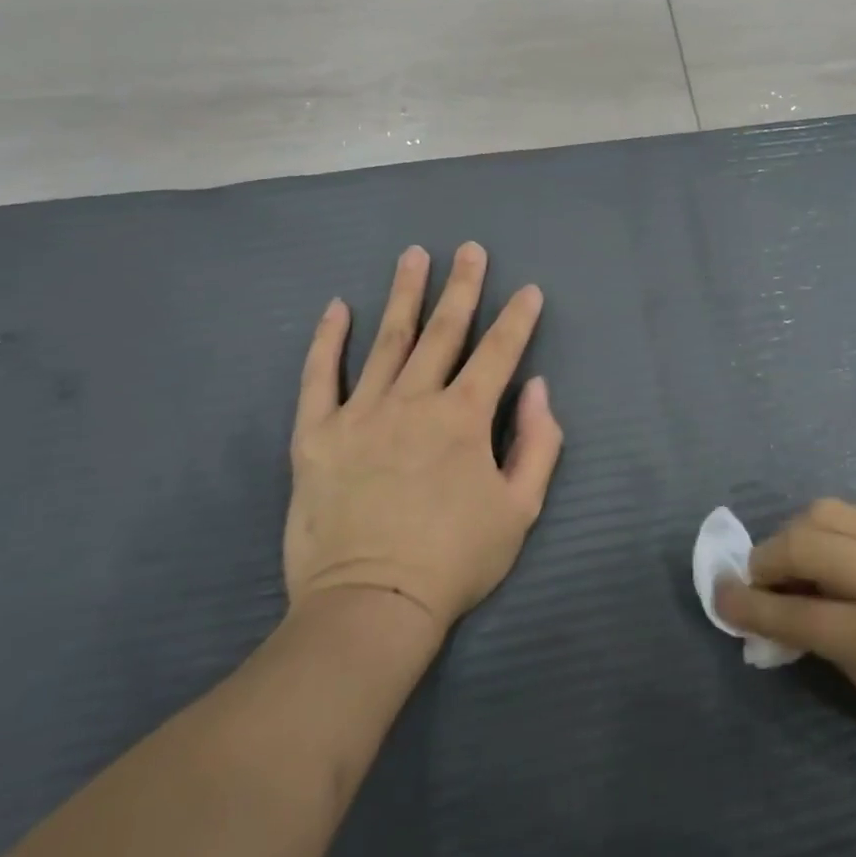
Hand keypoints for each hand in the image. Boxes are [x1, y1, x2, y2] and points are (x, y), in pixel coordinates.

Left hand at [285, 243, 562, 637]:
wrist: (371, 607)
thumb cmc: (455, 561)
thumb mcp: (520, 509)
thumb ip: (538, 443)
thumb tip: (538, 387)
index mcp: (464, 418)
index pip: (498, 353)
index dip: (517, 319)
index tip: (528, 290)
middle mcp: (414, 401)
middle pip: (443, 331)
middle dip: (462, 287)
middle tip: (470, 249)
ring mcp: (360, 413)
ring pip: (387, 340)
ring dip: (403, 295)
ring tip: (413, 255)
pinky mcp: (316, 435)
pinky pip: (319, 377)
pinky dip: (327, 340)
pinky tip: (336, 307)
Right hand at [716, 499, 855, 801]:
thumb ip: (839, 658)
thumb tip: (795, 623)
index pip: (796, 613)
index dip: (748, 606)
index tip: (718, 598)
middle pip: (804, 541)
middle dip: (763, 558)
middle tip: (754, 582)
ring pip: (829, 512)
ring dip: (794, 533)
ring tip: (790, 563)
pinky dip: (831, 532)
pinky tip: (834, 560)